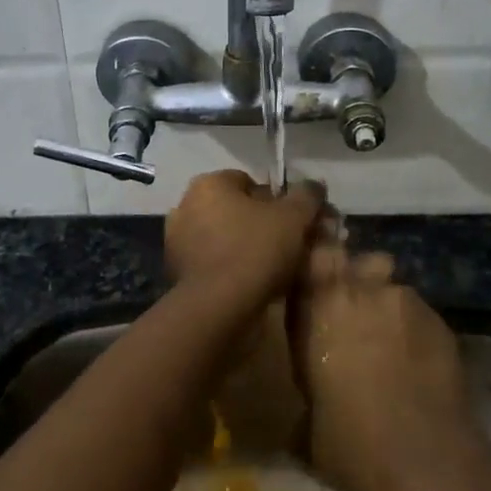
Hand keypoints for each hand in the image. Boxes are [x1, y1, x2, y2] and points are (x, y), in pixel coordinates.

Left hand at [163, 171, 323, 314]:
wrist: (217, 307)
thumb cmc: (255, 250)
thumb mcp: (293, 218)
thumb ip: (306, 196)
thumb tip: (315, 185)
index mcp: (209, 183)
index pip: (248, 182)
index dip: (275, 202)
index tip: (292, 224)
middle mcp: (186, 204)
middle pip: (233, 209)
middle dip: (257, 224)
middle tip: (284, 246)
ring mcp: (176, 239)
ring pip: (221, 236)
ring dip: (241, 247)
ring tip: (269, 269)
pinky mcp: (175, 270)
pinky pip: (210, 261)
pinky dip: (227, 267)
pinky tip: (247, 284)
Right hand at [288, 247, 482, 490]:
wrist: (423, 461)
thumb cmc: (348, 441)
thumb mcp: (307, 412)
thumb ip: (309, 374)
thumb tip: (313, 385)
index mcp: (319, 304)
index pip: (314, 254)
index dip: (317, 263)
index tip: (317, 282)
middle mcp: (360, 289)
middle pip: (359, 262)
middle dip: (358, 281)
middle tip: (356, 318)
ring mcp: (404, 300)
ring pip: (392, 289)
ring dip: (388, 308)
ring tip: (392, 346)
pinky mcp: (439, 320)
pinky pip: (419, 314)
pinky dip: (415, 331)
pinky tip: (419, 365)